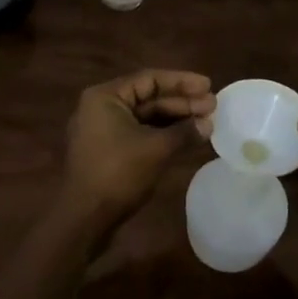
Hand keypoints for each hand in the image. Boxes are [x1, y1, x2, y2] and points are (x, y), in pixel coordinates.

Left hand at [63, 69, 214, 229]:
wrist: (84, 219)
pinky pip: (140, 134)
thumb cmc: (117, 174)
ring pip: (146, 118)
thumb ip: (184, 132)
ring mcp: (104, 131)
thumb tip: (208, 124)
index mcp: (106, 97)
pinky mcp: (109, 151)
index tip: (208, 86)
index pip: (150, 79)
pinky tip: (187, 139)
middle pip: (148, 98)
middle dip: (182, 103)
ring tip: (206, 123)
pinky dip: (163, 135)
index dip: (182, 82)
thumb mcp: (156, 149)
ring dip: (175, 120)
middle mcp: (102, 107)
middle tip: (213, 107)